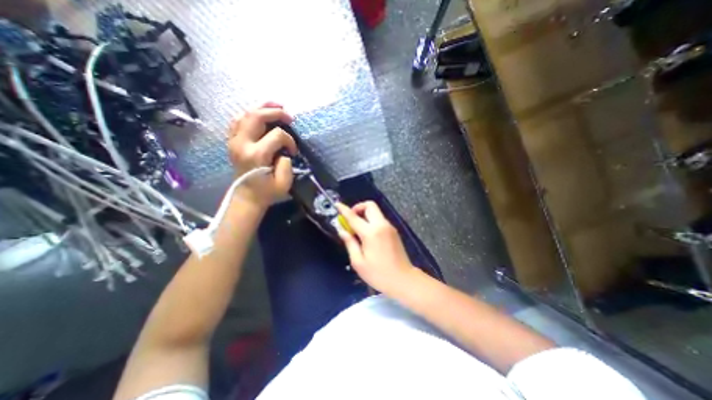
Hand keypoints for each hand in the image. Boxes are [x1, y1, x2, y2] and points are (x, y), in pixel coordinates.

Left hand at [227, 103, 296, 206]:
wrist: (247, 197)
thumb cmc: (267, 192)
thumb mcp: (284, 183)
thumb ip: (286, 164)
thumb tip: (283, 151)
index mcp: (257, 155)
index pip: (277, 135)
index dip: (289, 140)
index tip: (293, 151)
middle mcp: (242, 144)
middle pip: (257, 116)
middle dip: (275, 112)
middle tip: (289, 115)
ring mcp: (234, 141)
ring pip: (245, 114)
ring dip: (261, 107)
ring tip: (276, 105)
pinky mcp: (232, 142)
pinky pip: (238, 120)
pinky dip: (250, 114)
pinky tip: (260, 114)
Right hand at [336, 202, 414, 292]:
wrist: (403, 279)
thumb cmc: (378, 274)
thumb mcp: (358, 262)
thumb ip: (350, 243)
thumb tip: (342, 231)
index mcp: (371, 233)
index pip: (354, 217)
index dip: (344, 209)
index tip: (337, 205)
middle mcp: (381, 225)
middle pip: (370, 205)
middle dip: (358, 208)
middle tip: (351, 220)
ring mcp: (389, 227)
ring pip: (375, 211)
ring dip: (365, 215)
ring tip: (358, 230)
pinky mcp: (393, 231)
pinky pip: (380, 219)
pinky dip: (371, 221)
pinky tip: (368, 235)